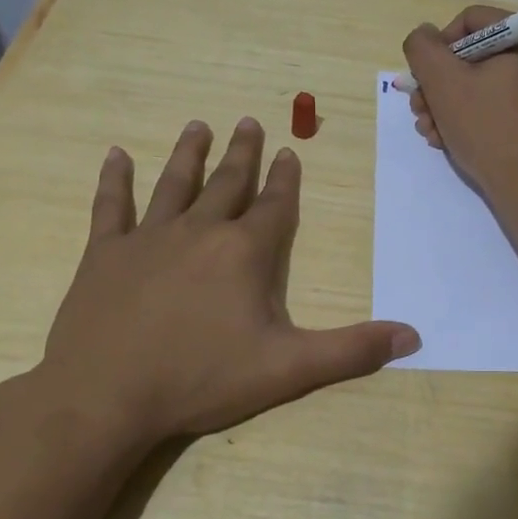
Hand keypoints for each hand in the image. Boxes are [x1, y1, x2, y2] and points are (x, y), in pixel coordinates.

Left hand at [30, 118, 419, 443]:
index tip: (289, 152)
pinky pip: (111, 207)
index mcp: (244, 252)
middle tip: (249, 121)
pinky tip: (115, 155)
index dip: (285, 179)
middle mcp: (200, 232)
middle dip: (243, 153)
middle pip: (228, 184)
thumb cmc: (200, 379)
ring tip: (198, 126)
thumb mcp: (288, 369)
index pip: (274, 206)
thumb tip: (412, 337)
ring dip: (189, 153)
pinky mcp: (105, 254)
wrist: (105, 397)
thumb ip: (351, 350)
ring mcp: (148, 238)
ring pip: (175, 184)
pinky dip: (114, 180)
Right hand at [402, 5, 517, 203]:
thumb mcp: (444, 83)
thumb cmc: (489, 129)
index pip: (471, 21)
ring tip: (429, 132)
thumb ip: (423, 49)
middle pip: (474, 55)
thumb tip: (424, 36)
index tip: (424, 78)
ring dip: (447, 105)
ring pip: (481, 84)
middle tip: (419, 110)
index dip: (438, 45)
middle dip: (438, 84)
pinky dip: (470, 118)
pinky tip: (448, 141)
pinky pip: (497, 106)